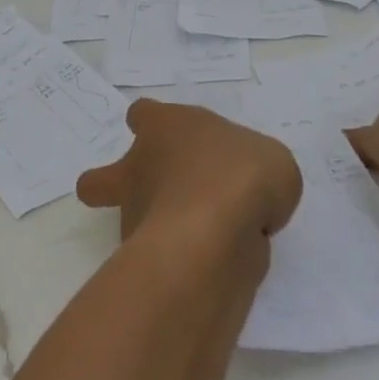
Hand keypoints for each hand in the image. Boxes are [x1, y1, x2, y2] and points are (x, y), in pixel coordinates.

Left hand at [77, 100, 301, 244]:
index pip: (144, 115)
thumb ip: (255, 172)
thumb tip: (245, 197)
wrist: (216, 235)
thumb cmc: (239, 174)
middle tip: (151, 195)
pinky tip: (216, 265)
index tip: (169, 137)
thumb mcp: (272, 160)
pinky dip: (180, 260)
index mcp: (165, 126)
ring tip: (207, 239)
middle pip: (106, 176)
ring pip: (132, 219)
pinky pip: (160, 256)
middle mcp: (140, 167)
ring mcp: (136, 214)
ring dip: (158, 227)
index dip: (153, 125)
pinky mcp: (145, 258)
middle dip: (113, 185)